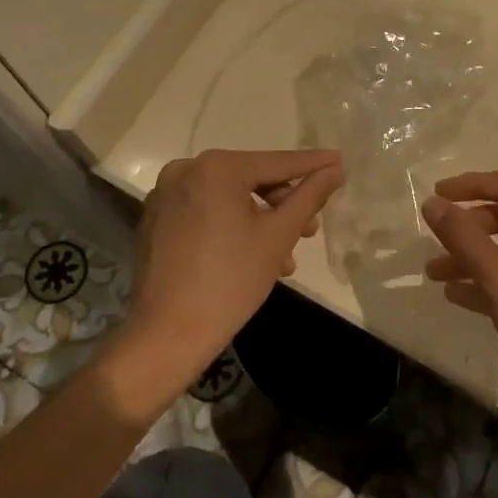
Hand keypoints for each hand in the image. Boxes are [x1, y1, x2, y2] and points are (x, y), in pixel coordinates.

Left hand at [112, 148, 343, 404]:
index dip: (313, 165)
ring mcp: (166, 194)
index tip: (340, 161)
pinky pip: (207, 211)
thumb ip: (309, 195)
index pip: (277, 162)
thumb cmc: (230, 281)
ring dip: (262, 221)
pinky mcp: (157, 218)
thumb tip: (335, 169)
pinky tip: (254, 256)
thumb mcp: (278, 235)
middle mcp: (187, 169)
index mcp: (216, 167)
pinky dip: (232, 226)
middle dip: (284, 205)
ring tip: (285, 257)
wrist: (167, 335)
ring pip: (230, 198)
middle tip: (311, 229)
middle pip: (251, 179)